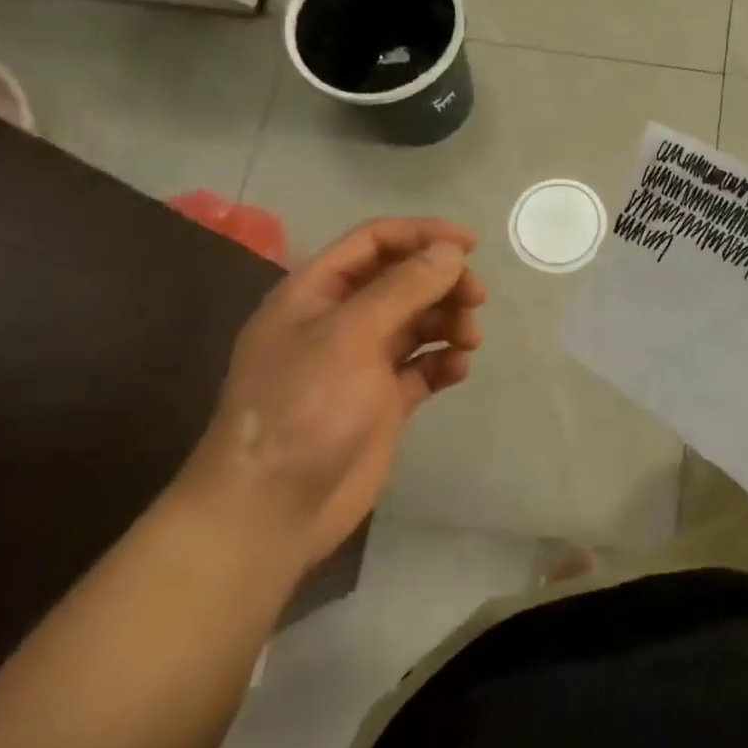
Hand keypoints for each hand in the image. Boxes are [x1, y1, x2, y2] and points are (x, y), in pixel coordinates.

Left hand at [179, 217, 486, 566]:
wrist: (270, 513)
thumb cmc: (302, 408)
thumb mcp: (350, 336)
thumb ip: (404, 288)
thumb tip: (451, 251)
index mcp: (316, 293)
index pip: (374, 242)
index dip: (422, 234)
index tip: (470, 244)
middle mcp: (339, 321)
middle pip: (402, 280)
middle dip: (442, 281)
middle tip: (477, 297)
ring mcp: (361, 362)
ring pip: (417, 321)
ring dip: (448, 320)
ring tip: (469, 338)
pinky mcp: (381, 401)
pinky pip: (422, 366)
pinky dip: (443, 361)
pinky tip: (457, 369)